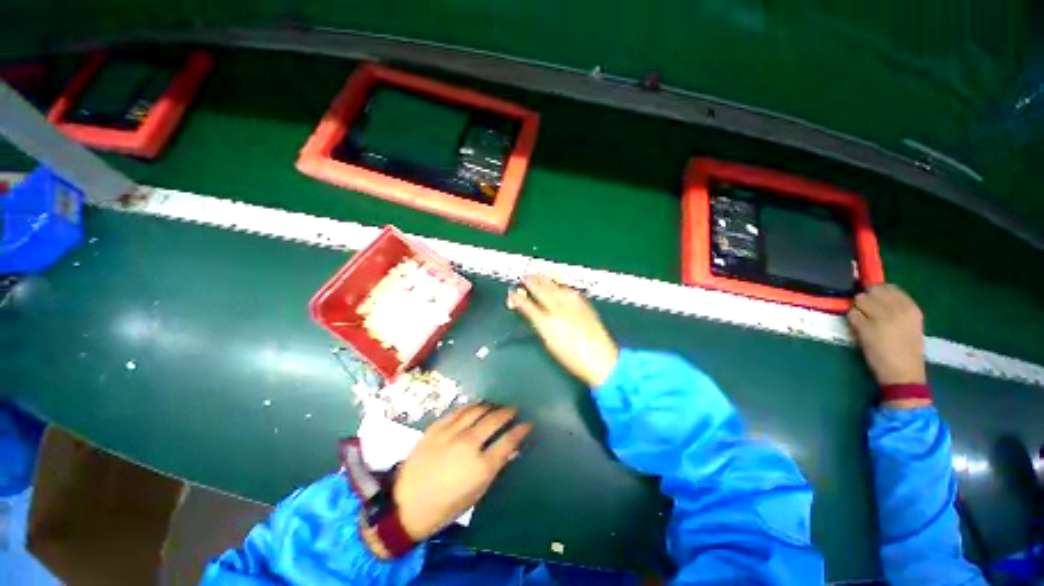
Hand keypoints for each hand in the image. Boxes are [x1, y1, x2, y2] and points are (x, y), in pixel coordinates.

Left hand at [392, 404, 531, 540]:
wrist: (405, 504)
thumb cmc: (445, 506)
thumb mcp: (475, 494)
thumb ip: (494, 468)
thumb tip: (511, 450)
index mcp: (481, 466)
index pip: (508, 440)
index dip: (521, 430)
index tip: (528, 423)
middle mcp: (468, 444)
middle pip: (494, 419)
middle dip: (508, 412)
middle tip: (513, 409)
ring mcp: (451, 432)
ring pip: (477, 410)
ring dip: (490, 406)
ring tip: (495, 406)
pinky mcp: (437, 427)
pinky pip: (458, 410)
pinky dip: (470, 406)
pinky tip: (475, 406)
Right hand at [507, 275, 618, 387]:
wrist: (600, 359)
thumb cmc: (572, 358)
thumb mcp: (550, 344)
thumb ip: (541, 327)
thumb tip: (536, 316)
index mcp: (547, 323)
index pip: (528, 306)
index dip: (518, 299)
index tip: (512, 293)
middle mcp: (558, 310)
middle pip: (542, 292)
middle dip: (532, 283)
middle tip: (524, 276)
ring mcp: (572, 305)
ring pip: (556, 287)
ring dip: (546, 279)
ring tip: (538, 274)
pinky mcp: (584, 304)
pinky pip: (570, 291)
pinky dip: (562, 286)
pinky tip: (559, 284)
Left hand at [847, 284, 926, 386]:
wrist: (903, 372)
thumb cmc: (906, 349)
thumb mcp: (909, 323)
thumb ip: (896, 308)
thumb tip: (876, 294)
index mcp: (911, 309)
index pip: (889, 287)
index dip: (876, 291)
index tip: (873, 298)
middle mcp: (897, 310)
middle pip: (872, 291)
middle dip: (865, 298)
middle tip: (865, 310)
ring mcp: (881, 318)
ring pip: (859, 300)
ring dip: (857, 308)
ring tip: (862, 320)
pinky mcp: (865, 328)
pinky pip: (851, 314)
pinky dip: (851, 320)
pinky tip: (857, 328)